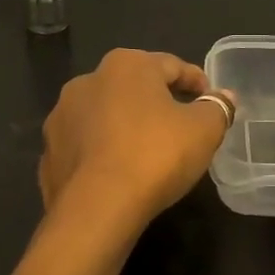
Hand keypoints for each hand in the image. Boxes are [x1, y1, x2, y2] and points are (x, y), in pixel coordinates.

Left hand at [39, 49, 234, 222]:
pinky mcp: (49, 153)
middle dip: (159, 103)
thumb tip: (225, 96)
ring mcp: (62, 117)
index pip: (172, 65)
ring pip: (106, 116)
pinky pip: (86, 147)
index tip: (212, 103)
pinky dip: (103, 153)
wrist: (97, 208)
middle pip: (135, 88)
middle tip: (182, 128)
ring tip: (149, 153)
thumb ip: (218, 107)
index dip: (198, 83)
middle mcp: (87, 81)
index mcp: (127, 65)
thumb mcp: (204, 130)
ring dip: (127, 127)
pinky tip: (119, 173)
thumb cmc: (156, 155)